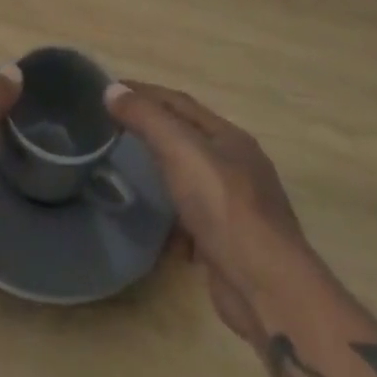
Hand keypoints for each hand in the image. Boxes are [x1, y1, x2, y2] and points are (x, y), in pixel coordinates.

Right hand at [104, 81, 315, 343]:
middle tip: (113, 130)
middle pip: (187, 139)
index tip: (110, 89)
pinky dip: (173, 220)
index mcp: (229, 137)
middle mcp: (237, 167)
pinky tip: (156, 229)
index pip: (179, 102)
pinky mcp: (230, 244)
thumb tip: (112, 89)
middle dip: (152, 131)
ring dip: (161, 176)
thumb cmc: (223, 206)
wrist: (266, 288)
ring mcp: (236, 208)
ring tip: (127, 176)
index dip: (144, 92)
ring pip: (190, 181)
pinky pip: (194, 221)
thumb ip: (147, 118)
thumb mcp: (181, 150)